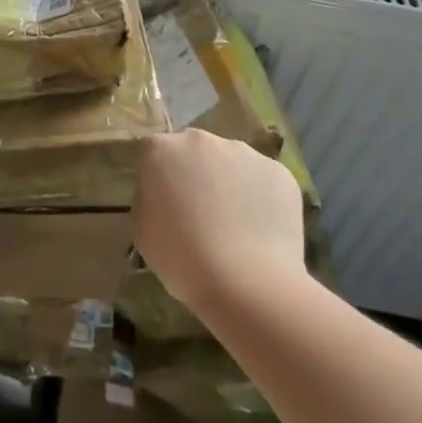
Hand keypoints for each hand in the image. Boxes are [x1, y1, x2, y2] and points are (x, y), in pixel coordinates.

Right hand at [133, 129, 306, 312]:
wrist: (246, 282)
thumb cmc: (181, 257)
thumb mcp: (142, 228)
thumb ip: (149, 198)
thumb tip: (164, 194)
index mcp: (162, 149)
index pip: (153, 151)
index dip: (158, 176)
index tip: (164, 202)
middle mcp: (202, 140)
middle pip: (194, 150)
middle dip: (195, 172)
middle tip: (200, 211)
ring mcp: (245, 152)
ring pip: (231, 162)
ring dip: (229, 182)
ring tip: (236, 224)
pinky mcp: (279, 172)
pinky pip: (262, 179)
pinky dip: (260, 196)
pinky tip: (260, 229)